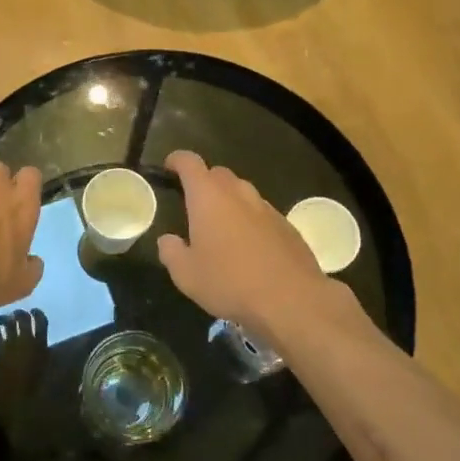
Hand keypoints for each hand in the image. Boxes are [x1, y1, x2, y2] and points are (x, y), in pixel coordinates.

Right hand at [156, 151, 338, 338]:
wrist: (292, 300)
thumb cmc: (230, 282)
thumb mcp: (186, 275)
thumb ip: (171, 252)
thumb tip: (168, 240)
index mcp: (208, 197)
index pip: (190, 162)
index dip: (177, 160)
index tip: (169, 167)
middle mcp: (238, 193)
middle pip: (218, 174)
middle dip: (204, 182)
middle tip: (193, 205)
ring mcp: (266, 208)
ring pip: (242, 193)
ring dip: (229, 202)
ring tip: (221, 229)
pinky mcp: (287, 226)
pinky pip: (262, 214)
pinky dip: (250, 221)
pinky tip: (249, 248)